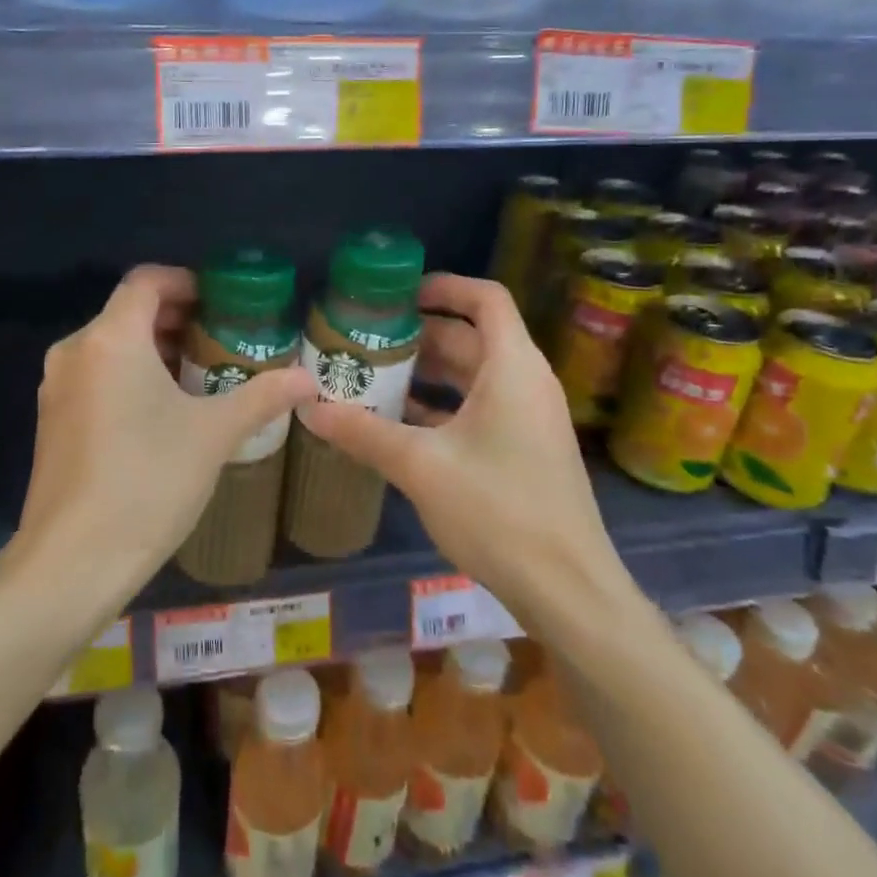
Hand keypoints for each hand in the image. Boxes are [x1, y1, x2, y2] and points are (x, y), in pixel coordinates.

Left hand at [18, 265, 316, 598]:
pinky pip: (96, 376)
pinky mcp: (51, 421)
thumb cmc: (148, 480)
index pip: (146, 281)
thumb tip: (308, 380)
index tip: (222, 303)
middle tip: (221, 339)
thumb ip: (262, 397)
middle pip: (128, 312)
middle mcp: (75, 352)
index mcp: (111, 339)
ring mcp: (56, 388)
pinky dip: (130, 376)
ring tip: (200, 375)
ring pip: (111, 347)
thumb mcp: (214, 434)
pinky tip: (162, 412)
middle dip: (176, 319)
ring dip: (155, 350)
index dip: (186, 282)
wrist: (73, 561)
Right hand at [298, 273, 636, 617]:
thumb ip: (364, 432)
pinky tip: (397, 422)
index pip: (485, 299)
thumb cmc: (499, 510)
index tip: (398, 294)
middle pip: (471, 337)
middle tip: (367, 338)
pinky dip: (441, 406)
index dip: (443, 286)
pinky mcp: (524, 450)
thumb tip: (309, 409)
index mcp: (512, 367)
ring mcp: (528, 418)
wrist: (568, 590)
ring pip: (473, 376)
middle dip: (419, 334)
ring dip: (426, 373)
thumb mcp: (422, 466)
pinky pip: (479, 409)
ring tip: (372, 375)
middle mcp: (525, 382)